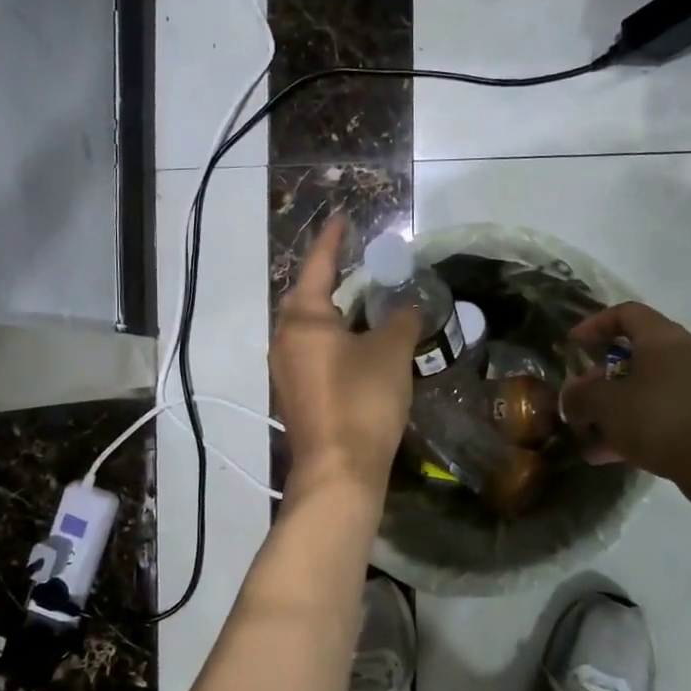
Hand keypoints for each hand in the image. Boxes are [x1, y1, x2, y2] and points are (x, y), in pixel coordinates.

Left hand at [270, 218, 420, 493]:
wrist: (339, 471)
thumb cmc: (362, 401)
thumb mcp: (390, 353)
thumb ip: (400, 321)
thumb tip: (406, 307)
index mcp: (303, 319)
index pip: (318, 266)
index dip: (332, 241)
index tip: (342, 220)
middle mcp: (285, 340)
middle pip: (306, 297)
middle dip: (328, 277)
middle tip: (355, 262)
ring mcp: (285, 370)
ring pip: (307, 328)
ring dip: (330, 311)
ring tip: (359, 301)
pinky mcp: (294, 395)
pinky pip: (310, 352)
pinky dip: (330, 339)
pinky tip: (353, 345)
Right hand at [559, 302, 690, 489]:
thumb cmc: (661, 418)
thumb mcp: (605, 405)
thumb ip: (580, 397)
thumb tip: (572, 397)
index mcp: (663, 338)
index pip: (626, 313)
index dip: (594, 324)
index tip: (572, 346)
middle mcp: (687, 354)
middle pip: (636, 355)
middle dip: (601, 379)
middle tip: (579, 399)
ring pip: (648, 389)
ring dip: (616, 409)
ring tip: (590, 436)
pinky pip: (664, 414)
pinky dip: (637, 428)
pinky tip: (612, 455)